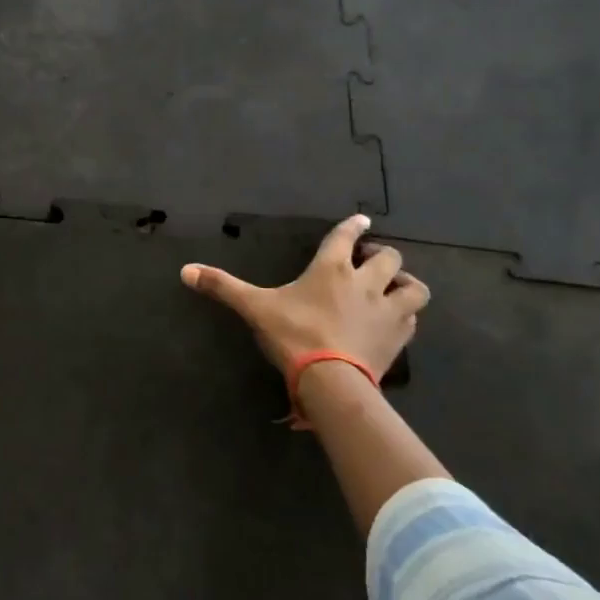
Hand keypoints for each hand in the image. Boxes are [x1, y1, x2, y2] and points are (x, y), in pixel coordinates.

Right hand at [179, 213, 427, 377]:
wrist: (331, 380)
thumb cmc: (293, 336)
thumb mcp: (254, 309)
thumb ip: (222, 287)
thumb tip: (184, 270)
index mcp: (331, 269)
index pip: (345, 237)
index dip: (353, 226)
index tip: (361, 219)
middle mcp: (366, 282)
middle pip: (389, 258)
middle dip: (382, 256)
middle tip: (370, 262)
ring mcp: (387, 310)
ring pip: (414, 287)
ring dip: (406, 284)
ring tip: (395, 289)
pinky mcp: (398, 337)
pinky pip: (411, 319)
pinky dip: (405, 316)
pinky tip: (394, 322)